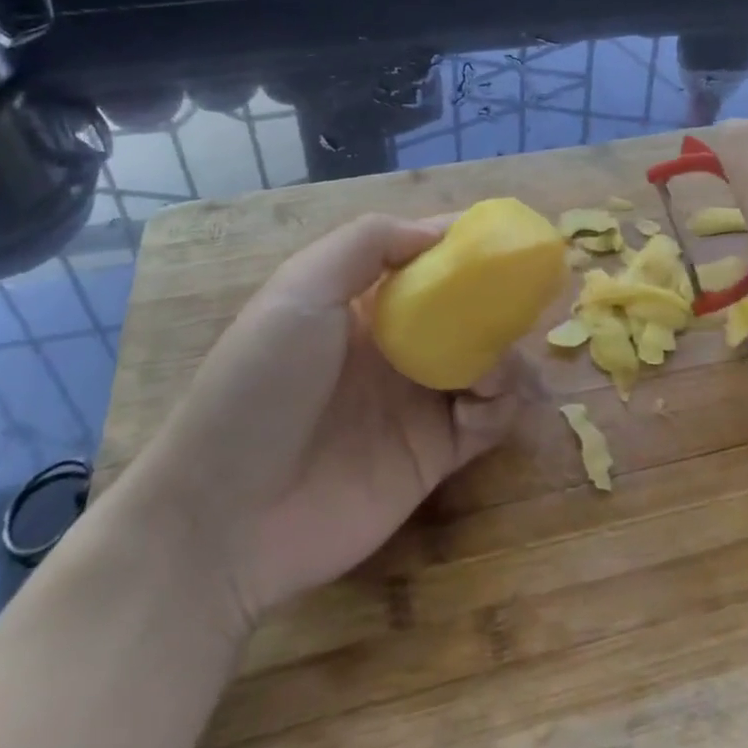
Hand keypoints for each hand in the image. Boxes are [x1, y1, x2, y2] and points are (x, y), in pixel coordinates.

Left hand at [126, 214, 520, 631]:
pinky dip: (502, 403)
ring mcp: (417, 400)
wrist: (225, 516)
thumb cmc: (260, 383)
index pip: (426, 259)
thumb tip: (440, 232)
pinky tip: (485, 402)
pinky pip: (490, 418)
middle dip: (498, 299)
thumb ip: (369, 243)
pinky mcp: (436, 454)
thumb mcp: (302, 288)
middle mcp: (396, 345)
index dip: (465, 244)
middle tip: (522, 299)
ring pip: (488, 361)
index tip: (505, 237)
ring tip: (493, 365)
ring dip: (505, 354)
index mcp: (363, 302)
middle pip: (467, 309)